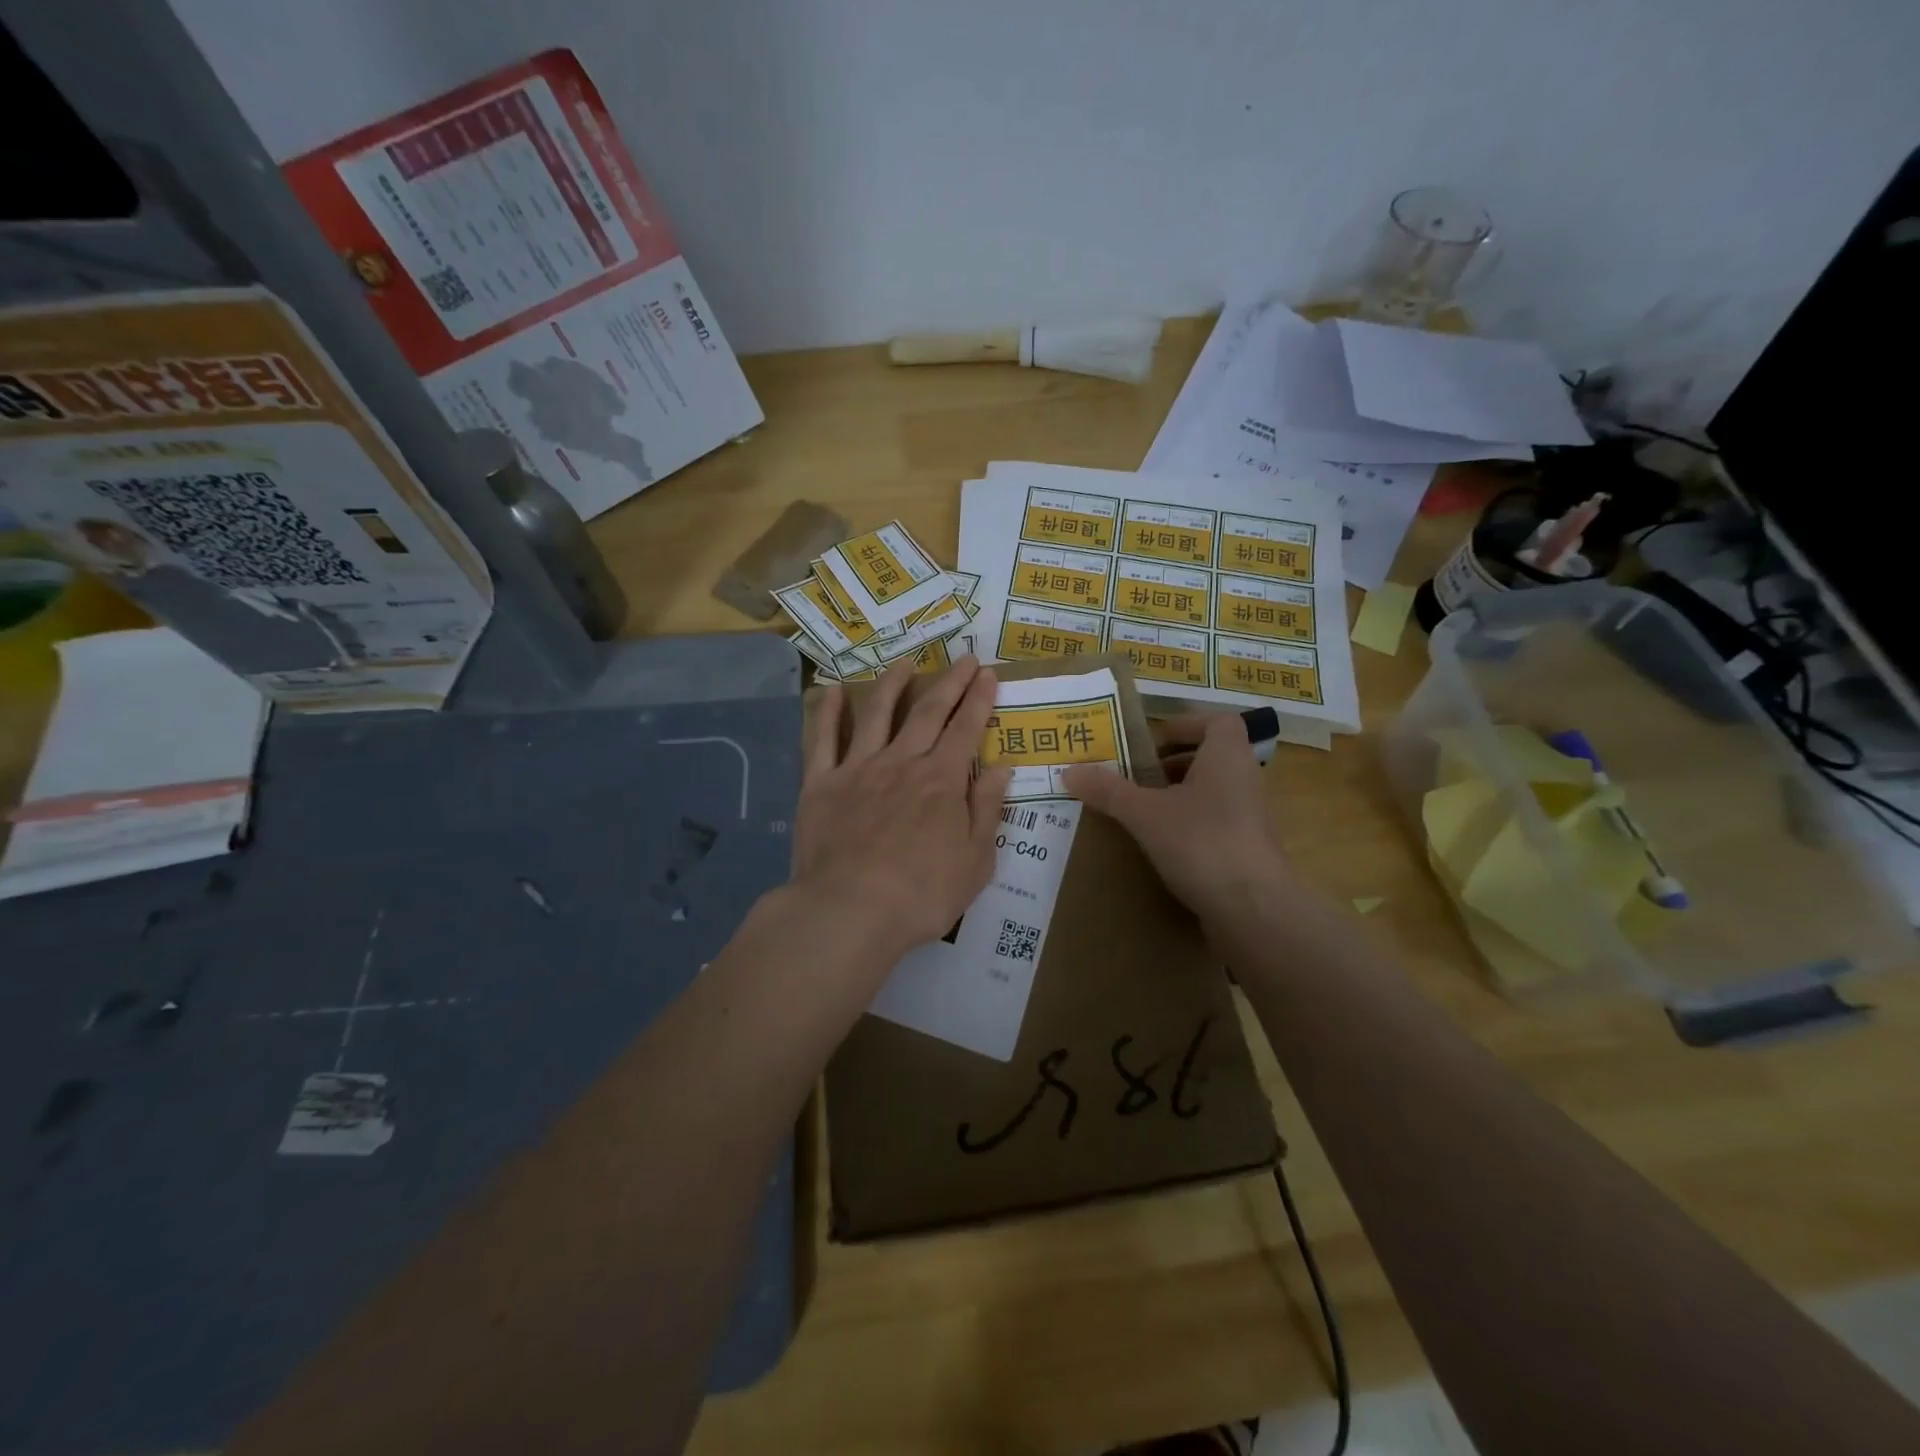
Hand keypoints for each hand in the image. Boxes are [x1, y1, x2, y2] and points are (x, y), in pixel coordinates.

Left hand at [793, 657, 1013, 965]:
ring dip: (893, 683)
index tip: (988, 674)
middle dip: (950, 682)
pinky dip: (828, 712)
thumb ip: (987, 809)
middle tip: (964, 658)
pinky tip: (832, 690)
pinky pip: (822, 739)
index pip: (966, 730)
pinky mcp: (821, 783)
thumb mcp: (975, 861)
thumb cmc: (921, 894)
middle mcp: (902, 762)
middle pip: (928, 712)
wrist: (849, 910)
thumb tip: (1002, 768)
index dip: (979, 700)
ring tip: (905, 662)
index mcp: (942, 781)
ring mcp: (858, 769)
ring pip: (877, 713)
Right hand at [1062, 713, 1290, 916]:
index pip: (1217, 722)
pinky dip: (1190, 828)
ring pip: (1213, 793)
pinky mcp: (1250, 851)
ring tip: (1142, 812)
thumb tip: (1068, 770)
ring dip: (1179, 797)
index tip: (1151, 742)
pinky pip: (1216, 825)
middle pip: (1211, 758)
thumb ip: (1108, 790)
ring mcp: (1252, 818)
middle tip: (1135, 777)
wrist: (1254, 909)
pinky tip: (1162, 847)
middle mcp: (1246, 779)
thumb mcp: (1144, 813)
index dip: (1185, 725)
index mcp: (1227, 756)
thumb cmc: (1201, 842)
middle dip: (1172, 765)